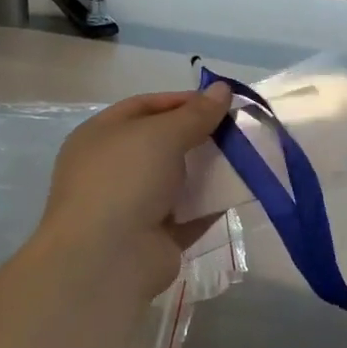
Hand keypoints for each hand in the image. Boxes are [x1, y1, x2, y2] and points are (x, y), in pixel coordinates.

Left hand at [34, 83, 233, 298]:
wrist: (107, 258)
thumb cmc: (125, 179)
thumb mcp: (162, 134)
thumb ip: (196, 113)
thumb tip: (222, 89)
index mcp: (100, 136)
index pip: (144, 107)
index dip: (182, 101)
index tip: (219, 102)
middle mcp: (113, 169)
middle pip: (162, 144)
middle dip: (199, 136)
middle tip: (236, 130)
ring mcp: (132, 206)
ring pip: (178, 180)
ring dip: (208, 170)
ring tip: (245, 158)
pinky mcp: (155, 238)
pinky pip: (189, 214)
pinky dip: (211, 204)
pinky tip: (241, 191)